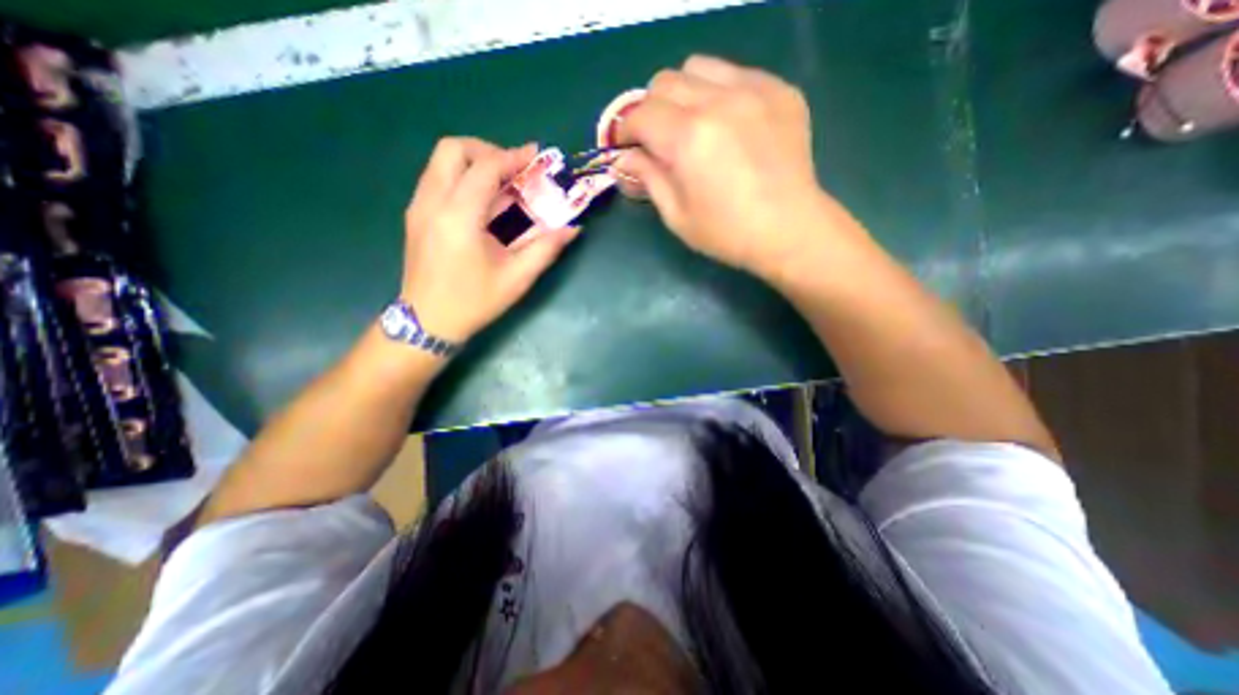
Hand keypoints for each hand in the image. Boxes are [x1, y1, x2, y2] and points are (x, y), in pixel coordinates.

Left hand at [405, 136, 583, 340]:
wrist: (428, 322)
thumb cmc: (474, 302)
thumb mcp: (517, 278)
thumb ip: (546, 249)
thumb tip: (573, 228)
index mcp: (459, 217)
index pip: (484, 168)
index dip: (512, 157)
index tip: (535, 156)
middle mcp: (432, 202)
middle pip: (452, 149)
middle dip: (487, 150)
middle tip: (513, 169)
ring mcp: (418, 207)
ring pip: (440, 162)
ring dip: (474, 162)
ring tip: (502, 184)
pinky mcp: (415, 215)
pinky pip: (437, 179)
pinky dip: (461, 177)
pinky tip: (481, 202)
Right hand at [618, 53, 840, 278]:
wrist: (790, 231)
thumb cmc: (727, 233)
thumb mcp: (677, 215)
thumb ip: (648, 178)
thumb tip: (624, 158)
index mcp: (688, 138)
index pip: (640, 113)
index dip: (625, 130)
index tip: (626, 147)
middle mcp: (717, 102)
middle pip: (664, 82)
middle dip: (651, 110)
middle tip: (657, 139)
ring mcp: (753, 90)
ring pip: (698, 67)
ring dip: (683, 94)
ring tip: (691, 125)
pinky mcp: (779, 90)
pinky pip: (736, 73)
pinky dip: (719, 92)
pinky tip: (727, 124)